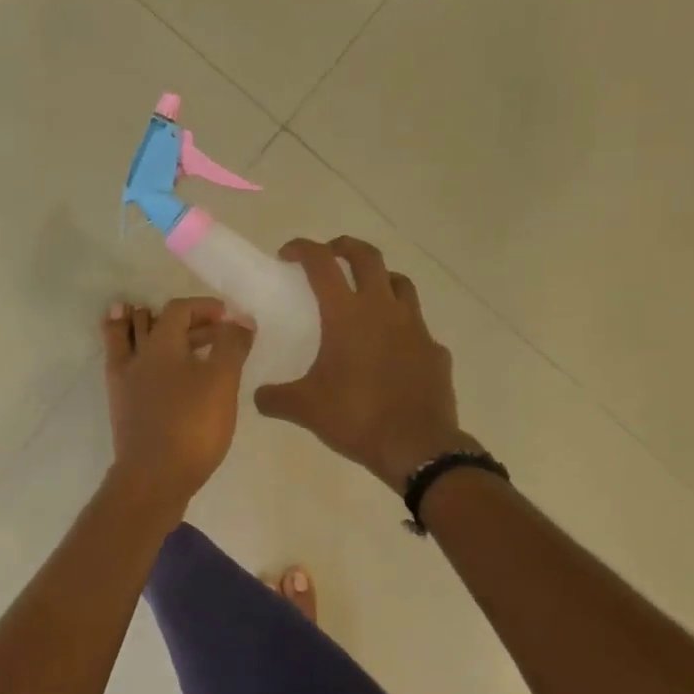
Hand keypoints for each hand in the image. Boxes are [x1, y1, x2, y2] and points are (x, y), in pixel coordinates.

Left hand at [102, 297, 253, 505]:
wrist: (154, 477)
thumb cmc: (192, 425)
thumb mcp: (222, 382)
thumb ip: (232, 345)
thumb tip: (240, 318)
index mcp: (161, 345)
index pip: (178, 310)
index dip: (204, 307)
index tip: (227, 317)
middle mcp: (137, 357)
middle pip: (153, 323)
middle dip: (183, 320)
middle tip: (211, 328)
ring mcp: (124, 382)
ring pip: (127, 340)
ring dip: (138, 325)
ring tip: (145, 316)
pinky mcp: (121, 406)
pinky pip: (120, 365)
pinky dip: (128, 352)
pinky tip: (143, 363)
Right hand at [254, 237, 479, 491]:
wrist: (417, 446)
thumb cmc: (356, 417)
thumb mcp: (304, 409)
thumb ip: (275, 397)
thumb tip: (258, 396)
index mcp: (346, 315)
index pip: (322, 263)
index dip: (303, 249)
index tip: (287, 255)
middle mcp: (383, 309)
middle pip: (368, 257)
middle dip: (345, 247)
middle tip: (329, 256)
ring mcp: (415, 327)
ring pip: (400, 283)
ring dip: (379, 279)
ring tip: (365, 295)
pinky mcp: (434, 350)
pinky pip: (417, 326)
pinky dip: (401, 326)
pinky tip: (390, 349)